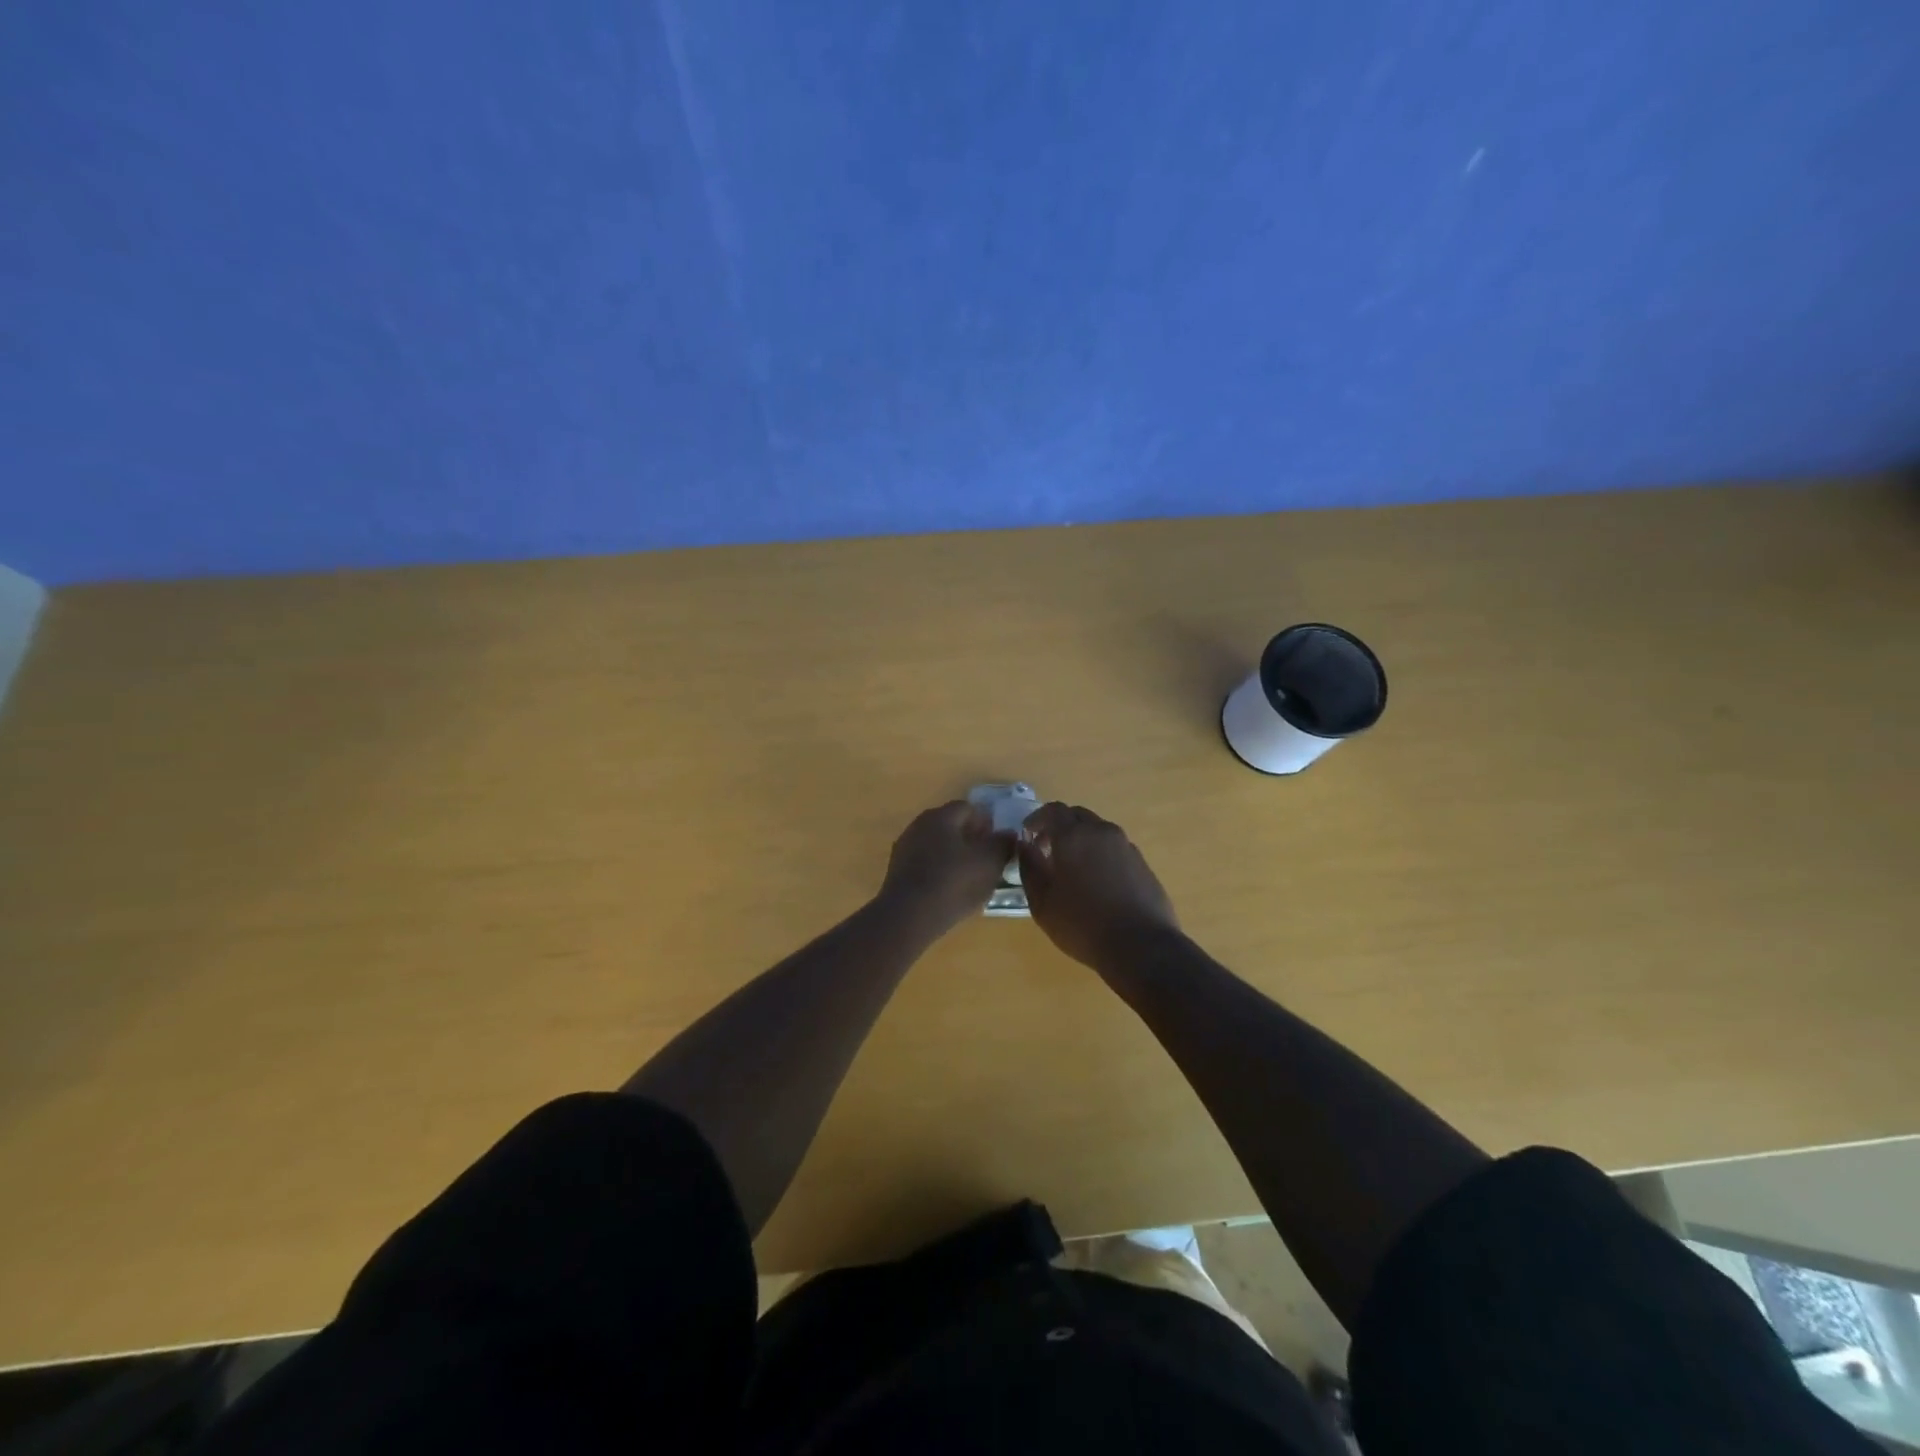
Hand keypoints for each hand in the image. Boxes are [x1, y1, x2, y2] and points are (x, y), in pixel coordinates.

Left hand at [877, 801, 1016, 935]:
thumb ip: (1003, 843)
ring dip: (954, 856)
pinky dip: (939, 871)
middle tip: (988, 860)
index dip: (987, 823)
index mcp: (941, 816)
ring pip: (937, 845)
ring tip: (971, 878)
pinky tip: (949, 890)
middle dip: (971, 839)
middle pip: (951, 825)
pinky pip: (925, 863)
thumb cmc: (953, 882)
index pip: (969, 808)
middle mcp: (919, 824)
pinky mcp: (897, 871)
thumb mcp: (990, 862)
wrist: (908, 917)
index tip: (998, 843)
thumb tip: (1008, 833)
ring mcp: (905, 848)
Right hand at [1016, 803, 1182, 970]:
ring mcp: (1126, 846)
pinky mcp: (1142, 863)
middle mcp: (1102, 832)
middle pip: (1077, 816)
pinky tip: (1097, 882)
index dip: (1037, 819)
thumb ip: (1029, 868)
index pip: (1053, 810)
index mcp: (1074, 836)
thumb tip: (1025, 846)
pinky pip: (1114, 848)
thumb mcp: (1042, 903)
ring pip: (1098, 831)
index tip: (1027, 835)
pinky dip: (1100, 854)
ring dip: (1081, 840)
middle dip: (1059, 827)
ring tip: (1072, 868)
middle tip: (1047, 850)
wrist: (1141, 946)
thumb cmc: (1082, 924)